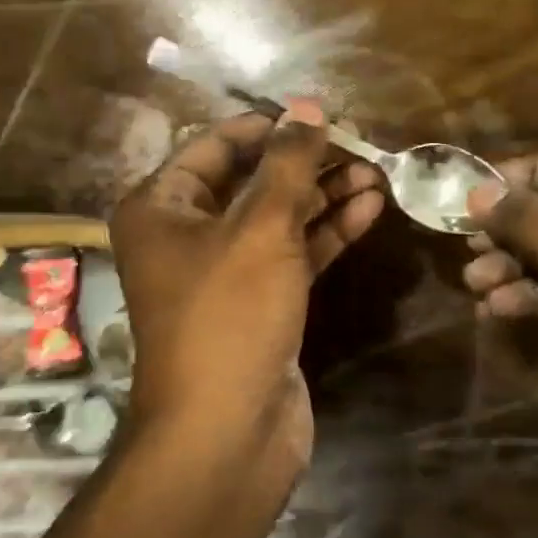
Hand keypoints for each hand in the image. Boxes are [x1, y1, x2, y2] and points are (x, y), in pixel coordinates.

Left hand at [112, 103, 386, 465]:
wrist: (228, 429)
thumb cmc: (229, 315)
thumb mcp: (260, 228)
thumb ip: (288, 164)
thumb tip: (308, 107)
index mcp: (161, 207)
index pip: (216, 145)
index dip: (269, 128)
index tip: (322, 117)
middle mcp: (186, 235)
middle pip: (251, 181)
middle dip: (306, 164)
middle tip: (360, 147)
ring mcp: (224, 272)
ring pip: (277, 219)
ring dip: (324, 197)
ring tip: (377, 176)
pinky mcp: (259, 302)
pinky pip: (292, 254)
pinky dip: (326, 233)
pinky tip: (369, 211)